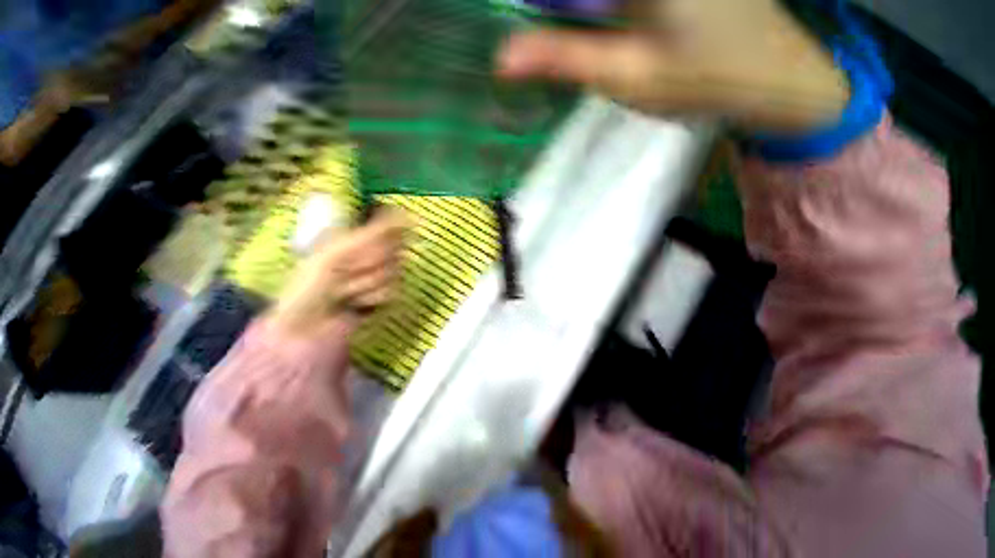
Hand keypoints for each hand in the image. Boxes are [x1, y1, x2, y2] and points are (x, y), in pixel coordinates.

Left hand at [268, 209, 409, 335]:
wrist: (306, 328)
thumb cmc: (312, 284)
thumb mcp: (338, 252)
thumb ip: (374, 233)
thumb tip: (406, 213)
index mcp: (355, 234)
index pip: (388, 221)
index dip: (384, 232)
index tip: (369, 242)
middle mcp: (371, 250)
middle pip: (394, 246)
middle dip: (368, 261)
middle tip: (343, 271)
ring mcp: (380, 272)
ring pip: (395, 270)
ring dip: (366, 283)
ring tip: (343, 292)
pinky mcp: (386, 293)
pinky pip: (394, 290)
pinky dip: (372, 298)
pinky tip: (355, 303)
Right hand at [497, 0, 848, 132]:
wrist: (776, 76)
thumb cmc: (701, 80)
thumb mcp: (623, 75)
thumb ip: (562, 57)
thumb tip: (501, 58)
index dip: (537, 5)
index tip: (527, 25)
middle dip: (555, 8)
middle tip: (544, 31)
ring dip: (574, 12)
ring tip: (574, 34)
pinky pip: (617, 0)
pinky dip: (596, 11)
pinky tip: (595, 23)